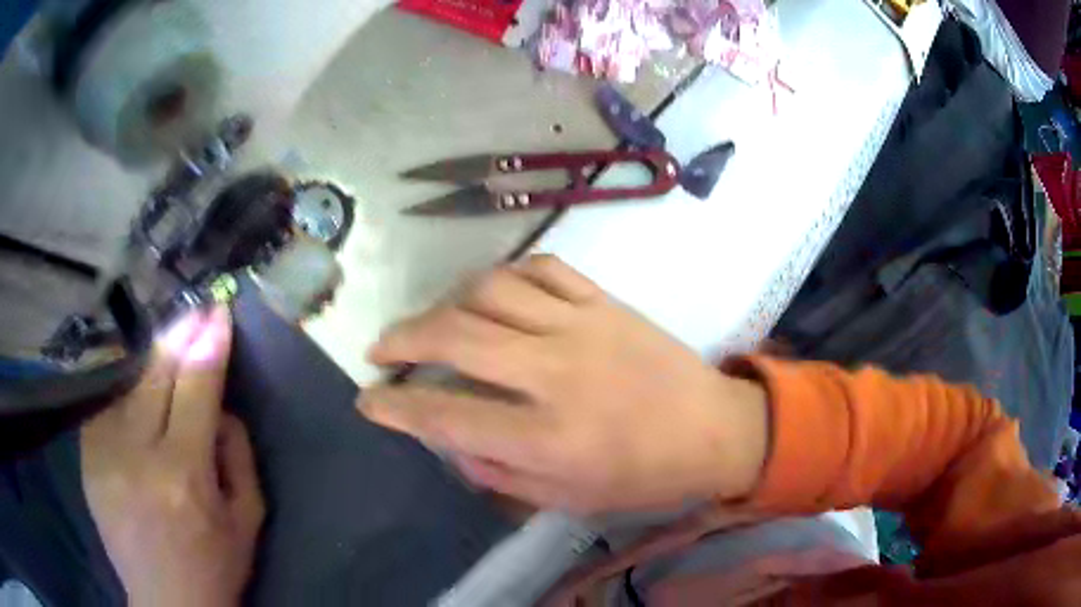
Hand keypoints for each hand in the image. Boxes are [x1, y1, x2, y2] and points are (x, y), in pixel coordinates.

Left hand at [81, 307, 263, 606]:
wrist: (165, 602)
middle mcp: (137, 454)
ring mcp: (104, 452)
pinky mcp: (87, 456)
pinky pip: (105, 403)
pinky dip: (122, 387)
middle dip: (178, 335)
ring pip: (126, 382)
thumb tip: (221, 404)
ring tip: (166, 343)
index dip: (208, 344)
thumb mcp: (247, 519)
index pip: (196, 388)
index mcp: (183, 475)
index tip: (218, 310)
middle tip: (195, 309)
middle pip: (155, 374)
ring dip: (149, 359)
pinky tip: (134, 386)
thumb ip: (239, 455)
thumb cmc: (214, 566)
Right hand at [360, 255, 767, 513]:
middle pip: (456, 335)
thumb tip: (448, 439)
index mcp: (548, 437)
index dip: (396, 407)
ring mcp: (582, 326)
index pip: (446, 414)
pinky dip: (504, 276)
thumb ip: (499, 472)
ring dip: (447, 302)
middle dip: (401, 339)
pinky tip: (492, 295)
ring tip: (435, 322)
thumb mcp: (567, 499)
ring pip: (490, 289)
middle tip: (380, 350)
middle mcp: (555, 372)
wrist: (714, 429)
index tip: (368, 401)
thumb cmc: (644, 476)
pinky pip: (542, 268)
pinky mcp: (605, 301)